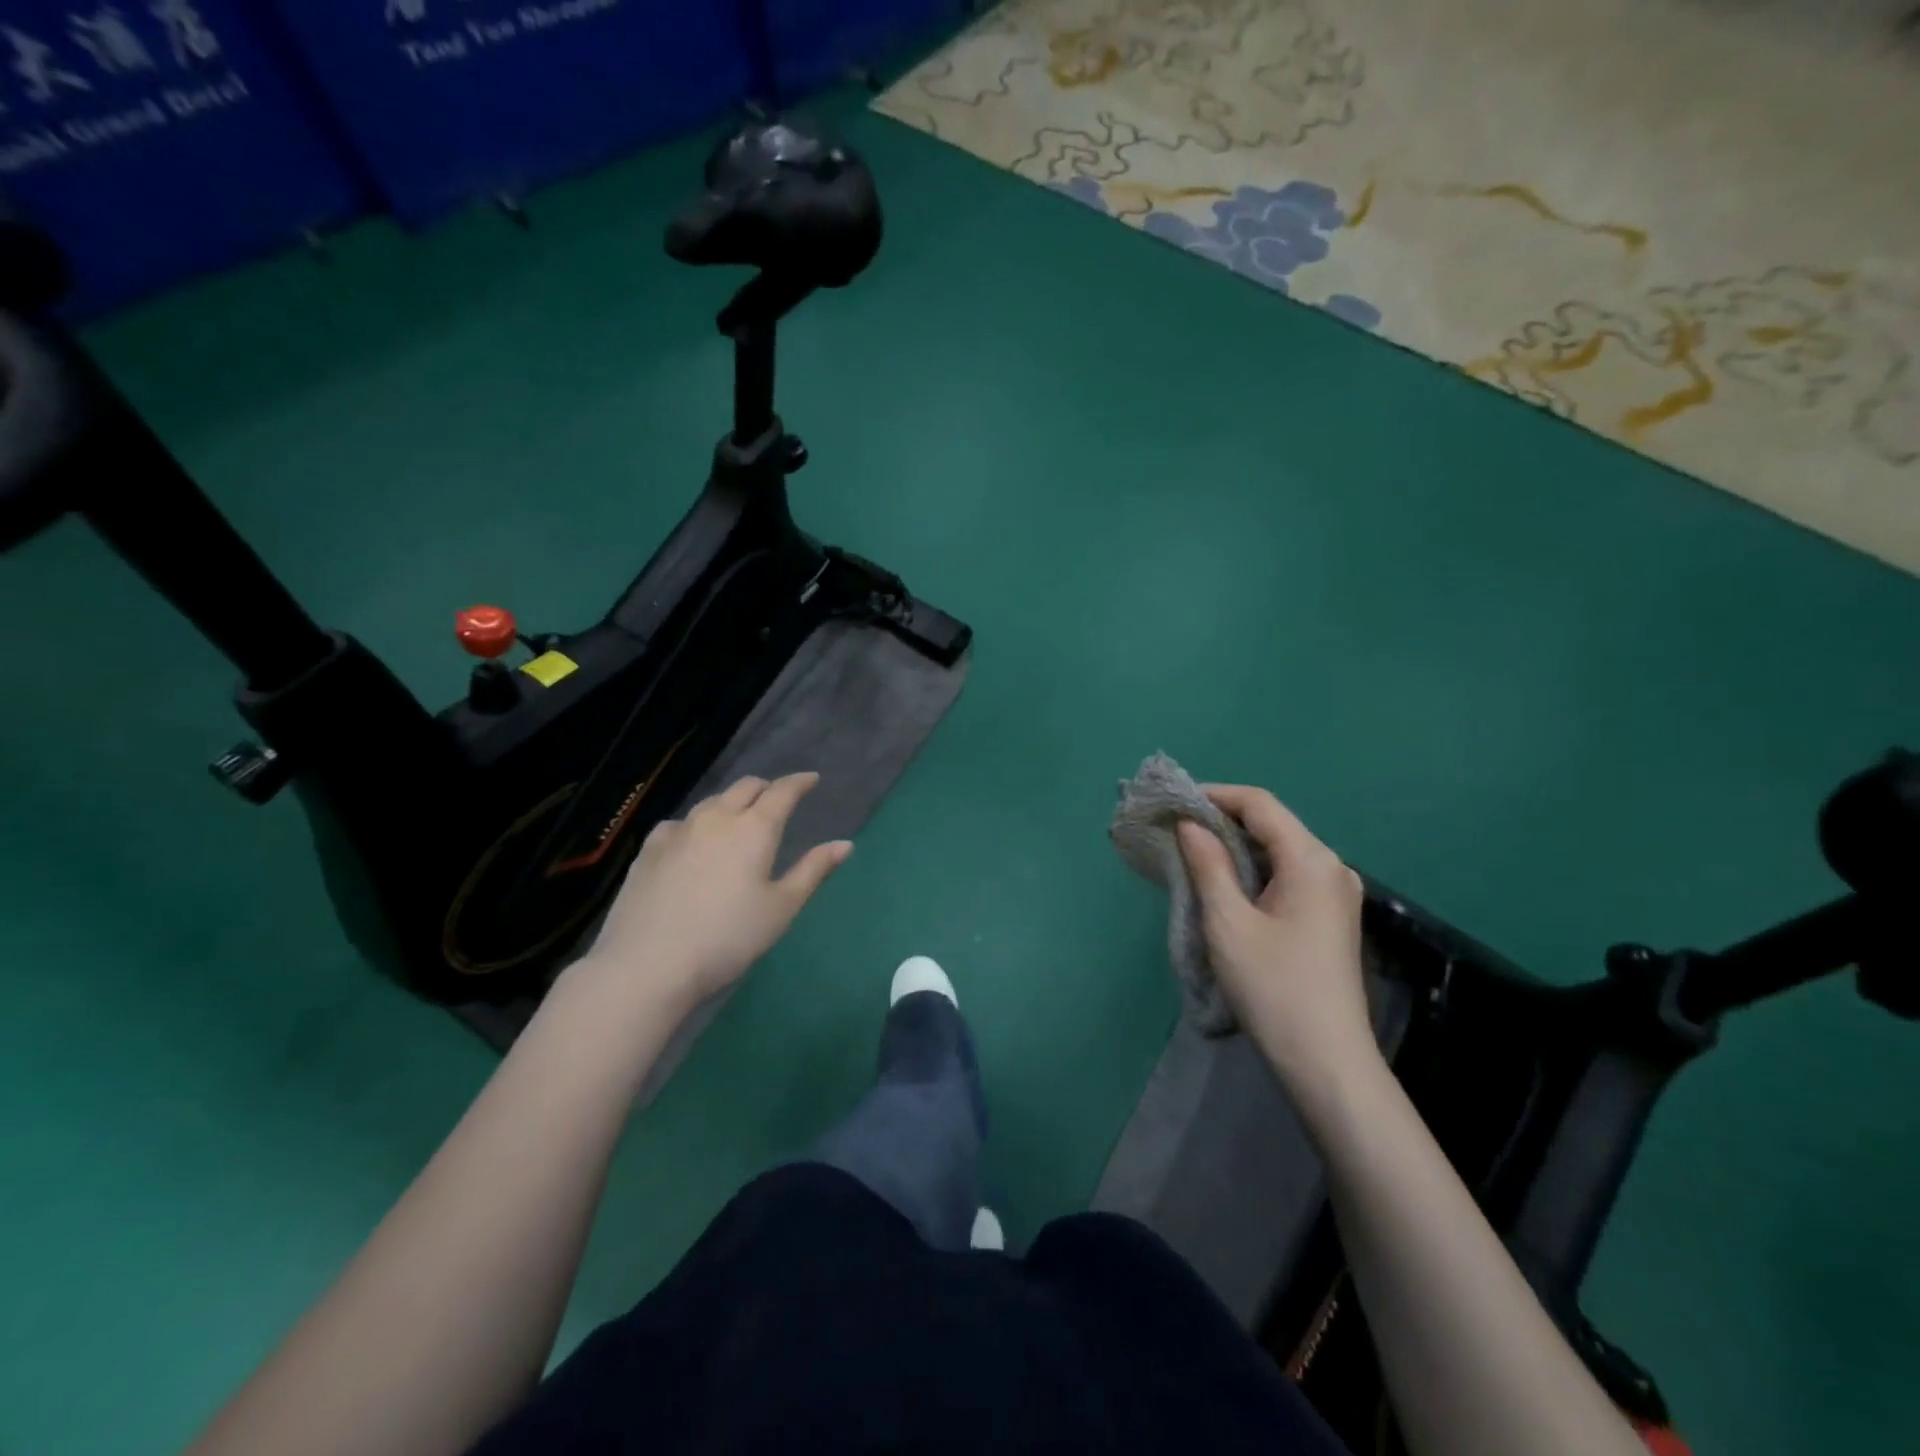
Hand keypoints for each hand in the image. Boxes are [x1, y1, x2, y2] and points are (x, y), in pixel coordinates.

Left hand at [573, 773, 851, 1013]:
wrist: (647, 965)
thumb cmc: (727, 938)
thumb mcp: (781, 908)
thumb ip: (813, 871)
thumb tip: (845, 844)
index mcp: (754, 829)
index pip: (782, 792)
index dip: (800, 782)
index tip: (811, 779)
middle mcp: (716, 818)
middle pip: (745, 788)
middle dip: (766, 788)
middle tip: (778, 799)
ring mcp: (678, 831)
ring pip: (712, 802)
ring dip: (732, 802)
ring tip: (739, 817)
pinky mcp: (649, 849)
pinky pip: (680, 822)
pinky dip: (698, 823)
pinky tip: (694, 840)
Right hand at [1176, 785, 1377, 1106]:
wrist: (1326, 1061)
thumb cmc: (1273, 987)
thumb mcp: (1229, 922)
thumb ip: (1208, 864)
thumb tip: (1190, 824)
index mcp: (1311, 860)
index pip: (1259, 804)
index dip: (1215, 795)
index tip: (1173, 801)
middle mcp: (1331, 867)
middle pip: (1272, 823)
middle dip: (1222, 819)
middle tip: (1175, 828)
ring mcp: (1336, 893)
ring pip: (1279, 849)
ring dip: (1236, 845)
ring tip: (1191, 852)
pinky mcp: (1330, 916)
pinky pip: (1287, 874)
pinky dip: (1253, 869)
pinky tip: (1224, 882)